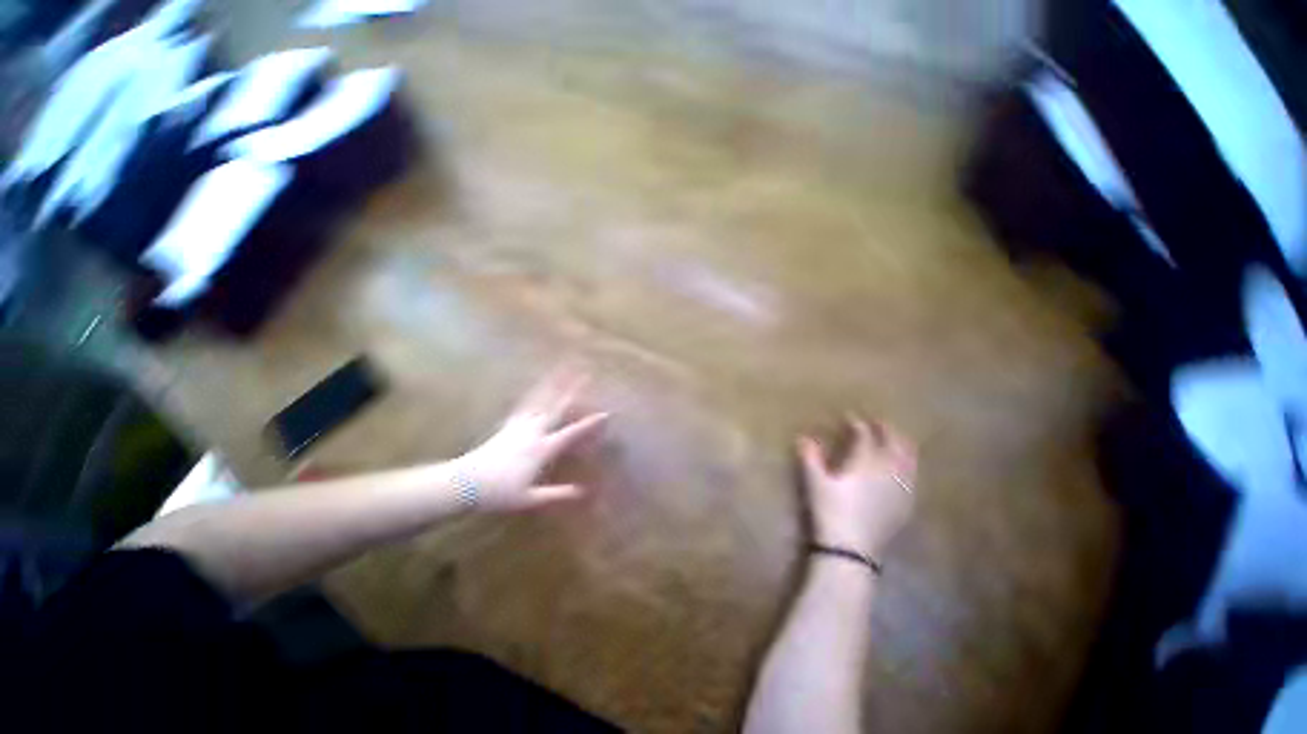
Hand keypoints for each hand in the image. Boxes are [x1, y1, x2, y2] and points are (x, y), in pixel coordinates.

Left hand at [454, 368, 608, 511]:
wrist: (464, 483)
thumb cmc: (499, 493)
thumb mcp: (529, 499)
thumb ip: (557, 494)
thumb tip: (582, 492)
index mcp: (542, 449)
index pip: (571, 433)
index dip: (589, 424)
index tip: (606, 413)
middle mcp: (534, 432)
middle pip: (557, 406)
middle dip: (572, 389)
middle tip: (584, 373)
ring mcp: (520, 425)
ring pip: (540, 399)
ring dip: (553, 383)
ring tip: (562, 368)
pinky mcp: (508, 425)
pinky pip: (525, 404)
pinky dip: (533, 393)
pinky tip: (537, 386)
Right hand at [798, 415, 916, 558]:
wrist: (852, 550)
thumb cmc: (830, 511)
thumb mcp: (814, 483)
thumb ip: (810, 458)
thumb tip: (804, 437)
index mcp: (865, 463)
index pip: (865, 436)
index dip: (857, 424)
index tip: (850, 417)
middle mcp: (888, 471)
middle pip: (894, 443)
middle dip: (886, 430)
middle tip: (877, 422)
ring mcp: (901, 489)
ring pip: (908, 459)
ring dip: (902, 445)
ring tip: (895, 439)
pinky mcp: (905, 504)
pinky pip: (913, 477)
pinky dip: (909, 465)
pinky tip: (904, 469)